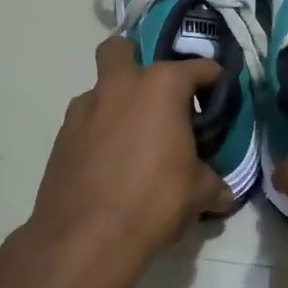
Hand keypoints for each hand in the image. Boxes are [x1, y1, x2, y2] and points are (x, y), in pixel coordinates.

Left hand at [0, 36, 236, 287]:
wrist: (84, 238)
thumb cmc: (153, 202)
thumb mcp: (199, 193)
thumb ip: (214, 182)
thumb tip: (225, 193)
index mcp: (161, 86)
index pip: (198, 68)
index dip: (213, 80)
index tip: (219, 95)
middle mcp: (120, 85)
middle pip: (123, 49)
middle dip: (139, 61)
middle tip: (158, 97)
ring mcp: (85, 107)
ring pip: (101, 87)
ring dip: (118, 101)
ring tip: (134, 138)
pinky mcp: (62, 135)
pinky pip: (87, 120)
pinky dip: (100, 130)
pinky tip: (111, 162)